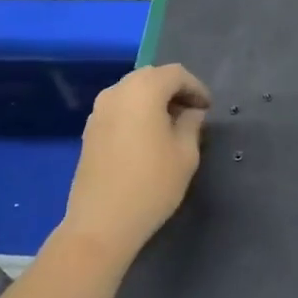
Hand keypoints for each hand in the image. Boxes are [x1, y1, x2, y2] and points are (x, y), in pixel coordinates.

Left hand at [60, 64, 211, 267]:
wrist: (101, 224)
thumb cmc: (151, 185)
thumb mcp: (186, 154)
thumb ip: (192, 124)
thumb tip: (191, 112)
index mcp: (144, 90)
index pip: (176, 74)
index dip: (196, 87)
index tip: (208, 108)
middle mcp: (117, 91)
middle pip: (151, 77)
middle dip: (174, 90)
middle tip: (191, 113)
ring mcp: (99, 110)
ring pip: (132, 91)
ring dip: (153, 100)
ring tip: (170, 125)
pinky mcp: (89, 130)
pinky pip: (119, 107)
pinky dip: (136, 112)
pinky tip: (146, 137)